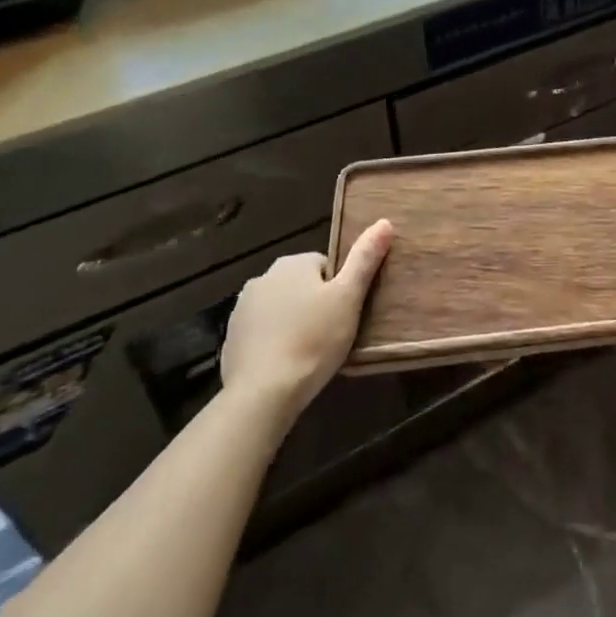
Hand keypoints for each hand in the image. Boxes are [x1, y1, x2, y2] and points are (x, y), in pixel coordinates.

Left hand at [220, 219, 392, 420]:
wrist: (262, 394)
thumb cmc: (313, 340)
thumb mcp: (349, 297)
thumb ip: (365, 258)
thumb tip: (384, 222)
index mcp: (292, 264)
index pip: (325, 266)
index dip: (339, 290)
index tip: (344, 314)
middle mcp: (263, 278)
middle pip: (301, 286)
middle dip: (315, 305)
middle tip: (331, 334)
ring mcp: (242, 310)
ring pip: (280, 309)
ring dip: (293, 323)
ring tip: (309, 353)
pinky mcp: (231, 340)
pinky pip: (261, 334)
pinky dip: (273, 343)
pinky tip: (285, 365)